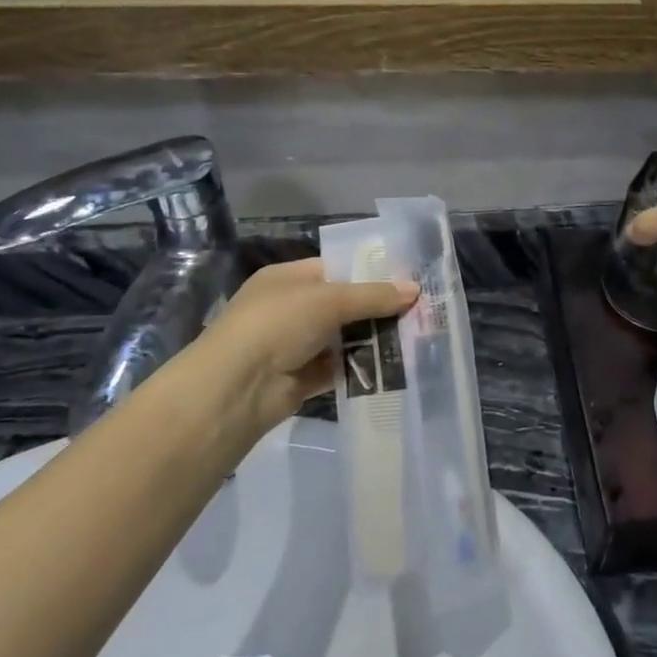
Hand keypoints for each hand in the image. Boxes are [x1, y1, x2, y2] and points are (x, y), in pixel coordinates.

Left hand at [197, 259, 416, 429]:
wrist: (236, 388)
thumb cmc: (277, 324)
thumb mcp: (328, 300)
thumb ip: (373, 295)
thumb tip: (415, 289)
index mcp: (288, 278)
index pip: (335, 268)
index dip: (370, 272)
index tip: (407, 278)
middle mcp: (290, 309)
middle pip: (343, 304)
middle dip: (377, 308)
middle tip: (420, 310)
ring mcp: (295, 345)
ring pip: (344, 338)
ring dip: (373, 339)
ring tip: (416, 337)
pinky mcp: (302, 379)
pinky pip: (339, 369)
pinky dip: (362, 368)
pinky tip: (395, 366)